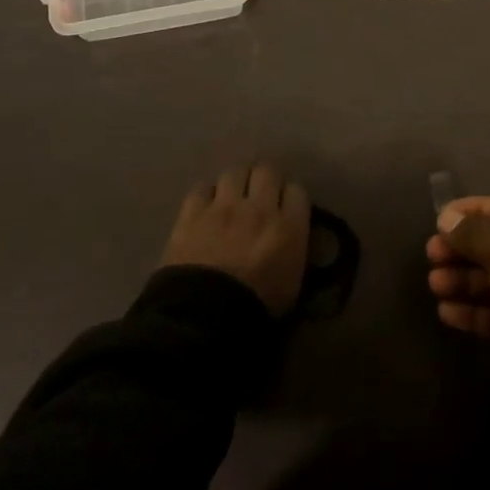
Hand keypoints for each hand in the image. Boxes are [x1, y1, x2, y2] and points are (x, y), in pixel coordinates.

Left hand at [161, 164, 311, 315]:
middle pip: (267, 170)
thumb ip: (293, 250)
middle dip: (265, 178)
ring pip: (234, 171)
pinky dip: (207, 194)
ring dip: (236, 181)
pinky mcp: (192, 212)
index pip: (297, 191)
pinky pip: (203, 188)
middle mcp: (258, 208)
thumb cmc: (255, 310)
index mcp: (288, 228)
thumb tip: (290, 236)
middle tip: (260, 191)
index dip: (291, 196)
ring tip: (232, 195)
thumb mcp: (291, 285)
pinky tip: (206, 207)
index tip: (286, 206)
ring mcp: (223, 206)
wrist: (204, 319)